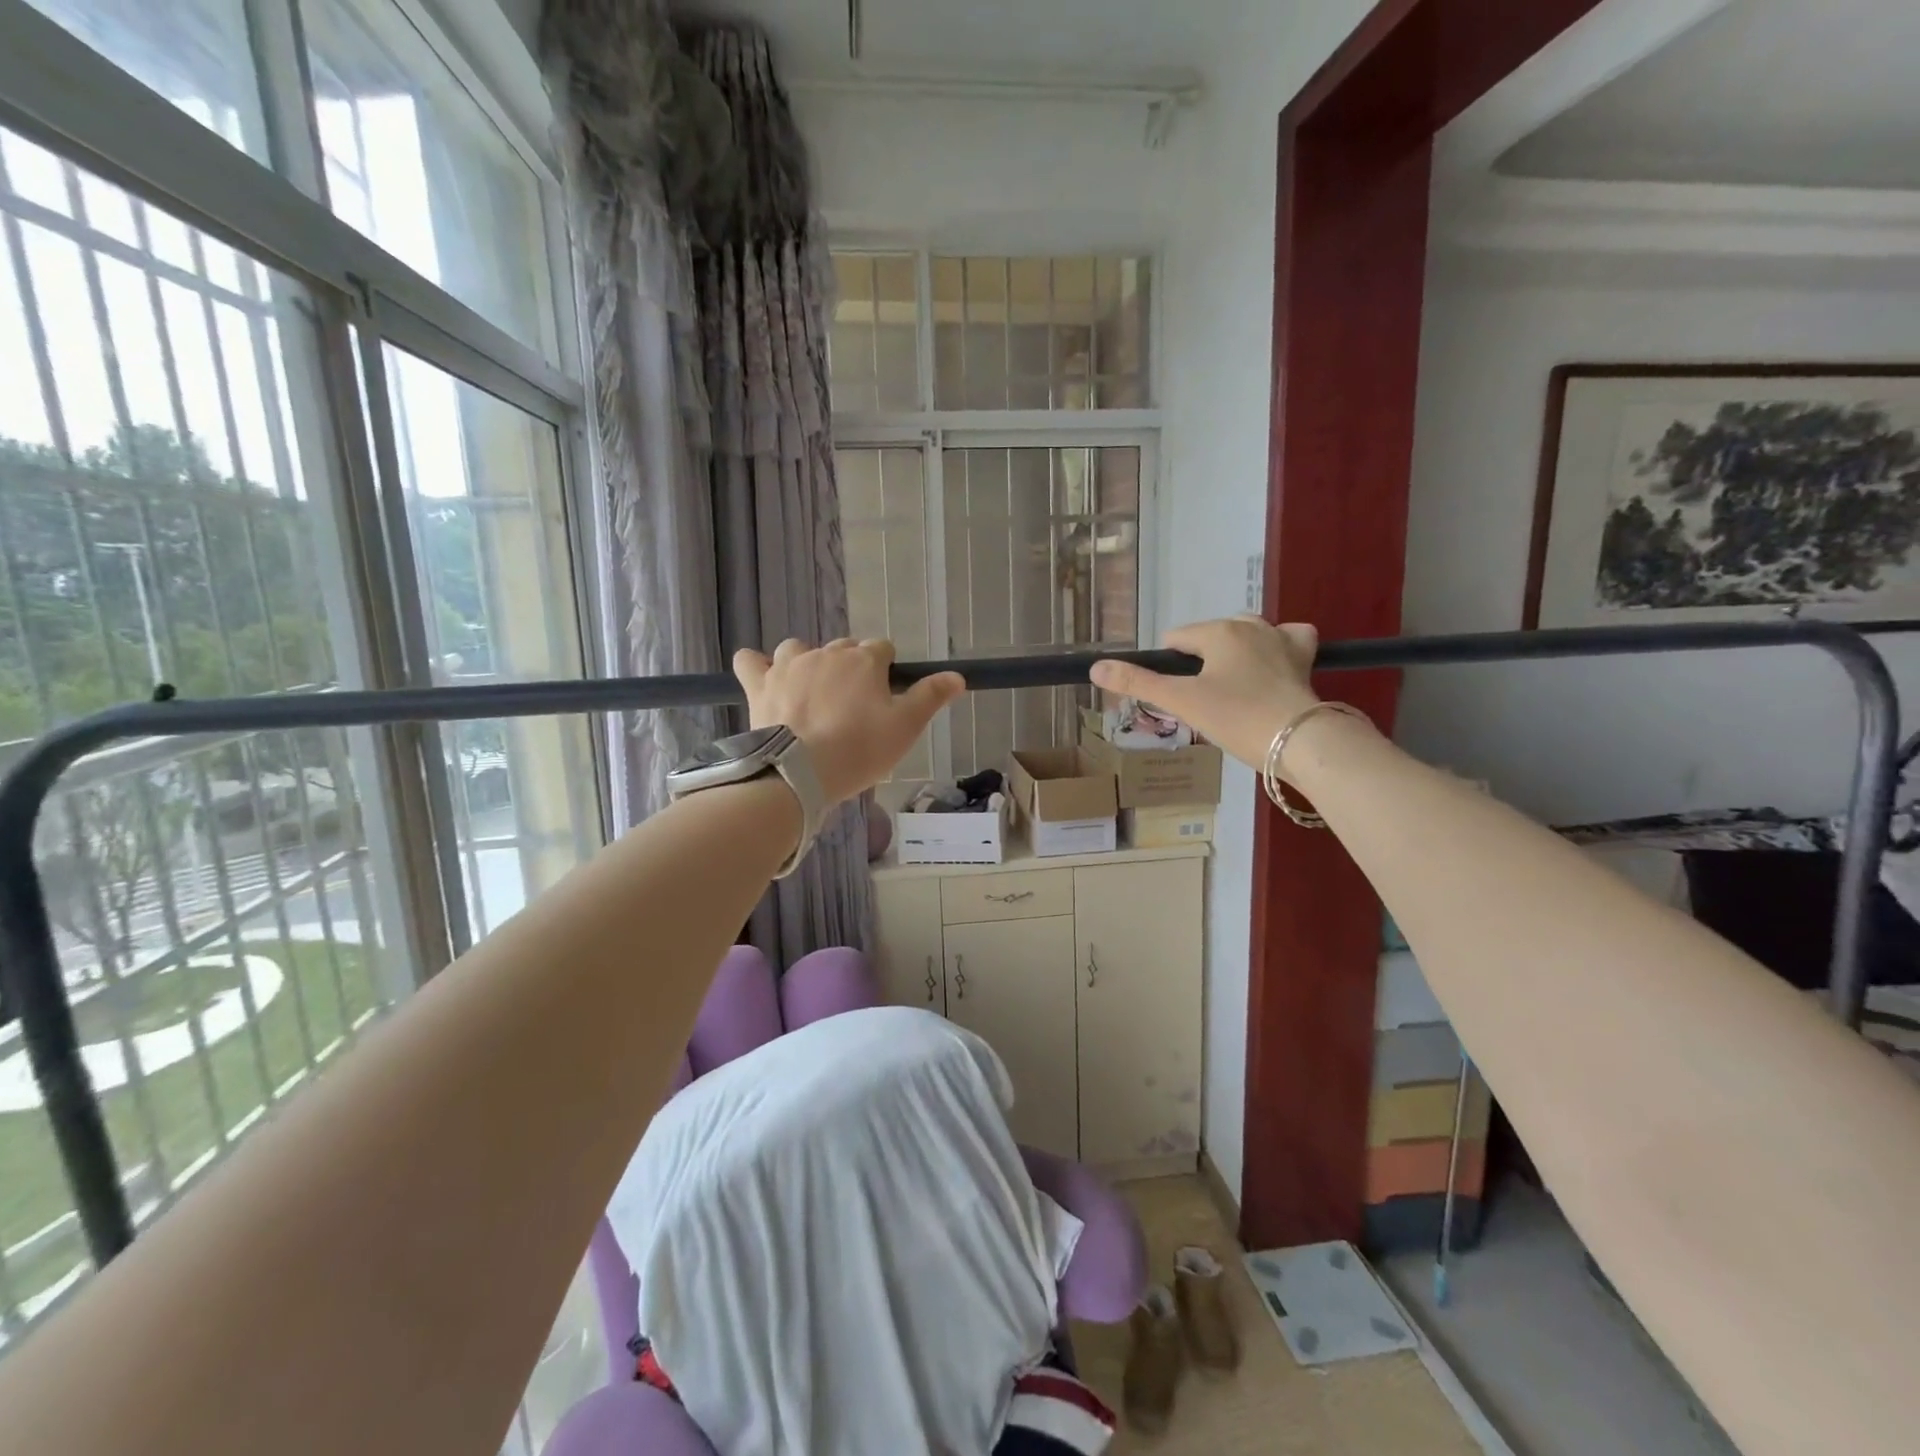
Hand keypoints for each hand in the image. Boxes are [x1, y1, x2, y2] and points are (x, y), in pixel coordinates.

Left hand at [734, 638, 964, 805]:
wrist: (800, 772)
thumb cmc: (860, 750)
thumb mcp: (906, 727)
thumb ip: (931, 697)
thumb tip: (958, 676)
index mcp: (864, 660)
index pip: (882, 650)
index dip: (886, 670)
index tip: (884, 698)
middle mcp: (826, 653)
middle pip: (843, 648)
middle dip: (850, 669)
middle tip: (852, 707)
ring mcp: (789, 665)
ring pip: (798, 648)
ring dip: (806, 662)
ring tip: (811, 692)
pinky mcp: (760, 684)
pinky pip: (749, 661)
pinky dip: (756, 665)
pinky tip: (762, 677)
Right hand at [1091, 617, 1322, 768]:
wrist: (1300, 740)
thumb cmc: (1237, 718)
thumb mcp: (1182, 702)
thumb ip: (1138, 683)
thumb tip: (1095, 668)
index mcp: (1218, 631)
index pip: (1176, 639)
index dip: (1168, 668)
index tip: (1177, 698)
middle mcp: (1250, 625)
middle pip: (1210, 636)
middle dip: (1201, 662)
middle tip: (1204, 701)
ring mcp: (1281, 638)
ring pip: (1247, 633)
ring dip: (1234, 653)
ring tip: (1232, 688)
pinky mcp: (1305, 657)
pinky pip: (1288, 638)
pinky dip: (1277, 647)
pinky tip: (1272, 665)